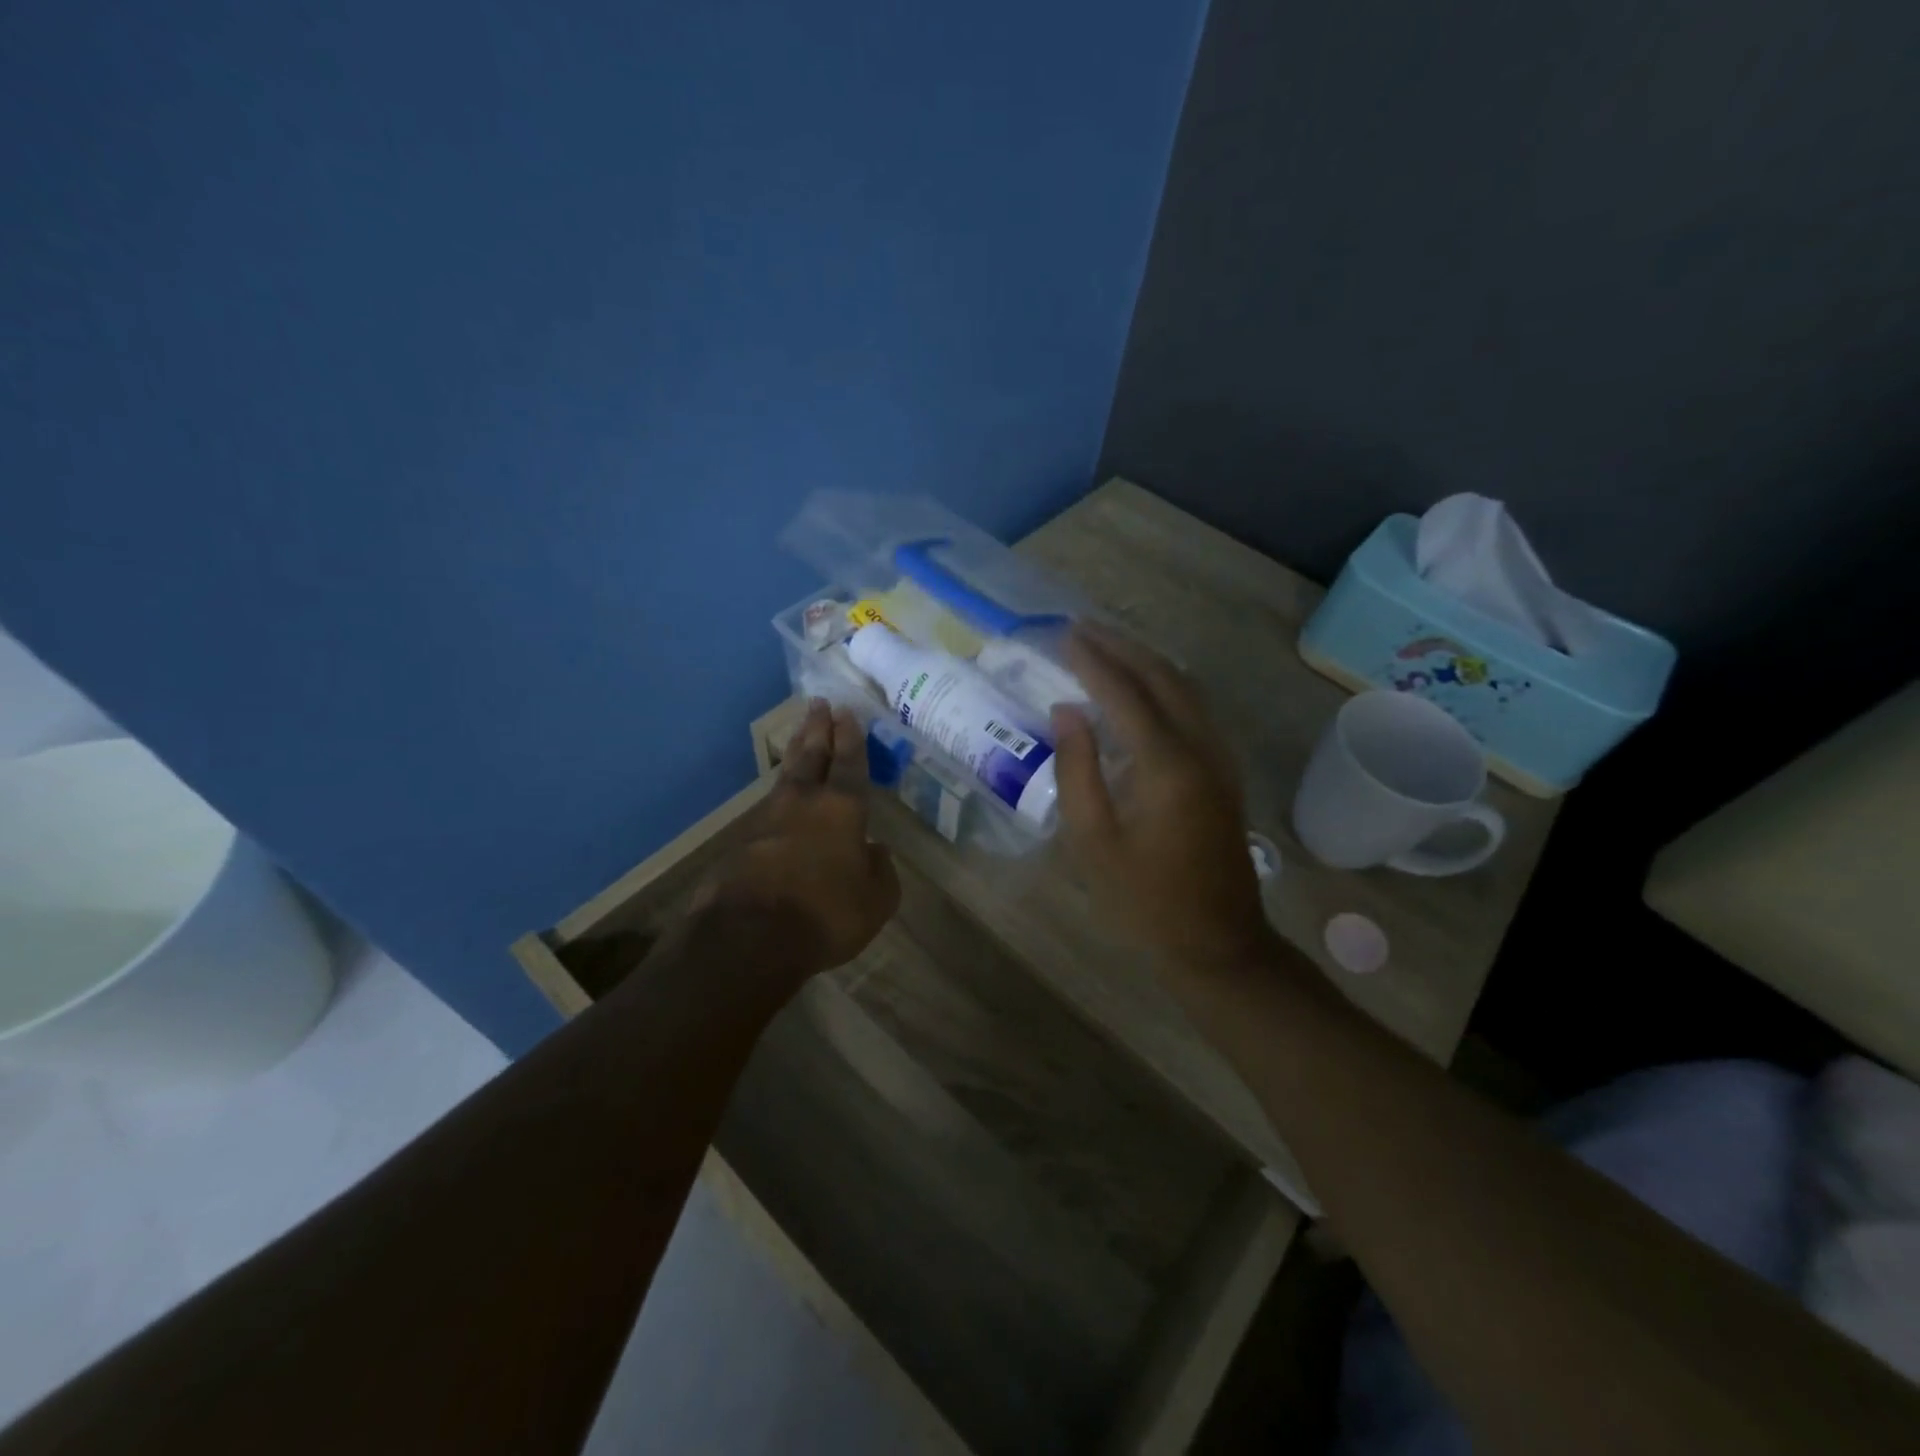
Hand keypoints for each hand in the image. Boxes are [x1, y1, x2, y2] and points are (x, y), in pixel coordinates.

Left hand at [697, 700, 900, 973]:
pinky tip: (780, 804)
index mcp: (842, 810)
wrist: (750, 938)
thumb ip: (880, 871)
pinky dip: (778, 799)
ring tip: (800, 737)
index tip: (846, 711)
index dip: (850, 737)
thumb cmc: (827, 914)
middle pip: (811, 756)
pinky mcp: (741, 844)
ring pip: (786, 778)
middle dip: (817, 729)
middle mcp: (803, 804)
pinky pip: (767, 811)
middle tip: (818, 703)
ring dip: (796, 754)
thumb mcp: (876, 900)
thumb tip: (875, 851)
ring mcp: (767, 821)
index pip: (849, 763)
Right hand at [1050, 625, 1273, 971]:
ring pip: (1185, 688)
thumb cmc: (1144, 900)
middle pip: (1163, 677)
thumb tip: (1067, 711)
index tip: (1064, 635)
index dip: (1093, 661)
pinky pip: (1194, 709)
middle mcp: (1200, 748)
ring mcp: (1219, 758)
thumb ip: (1077, 769)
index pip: (1124, 693)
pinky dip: (1165, 685)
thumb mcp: (1093, 842)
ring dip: (1146, 661)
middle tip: (1082, 627)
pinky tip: (1142, 688)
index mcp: (1166, 765)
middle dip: (1122, 647)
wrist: (1218, 942)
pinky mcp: (1224, 772)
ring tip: (1107, 646)